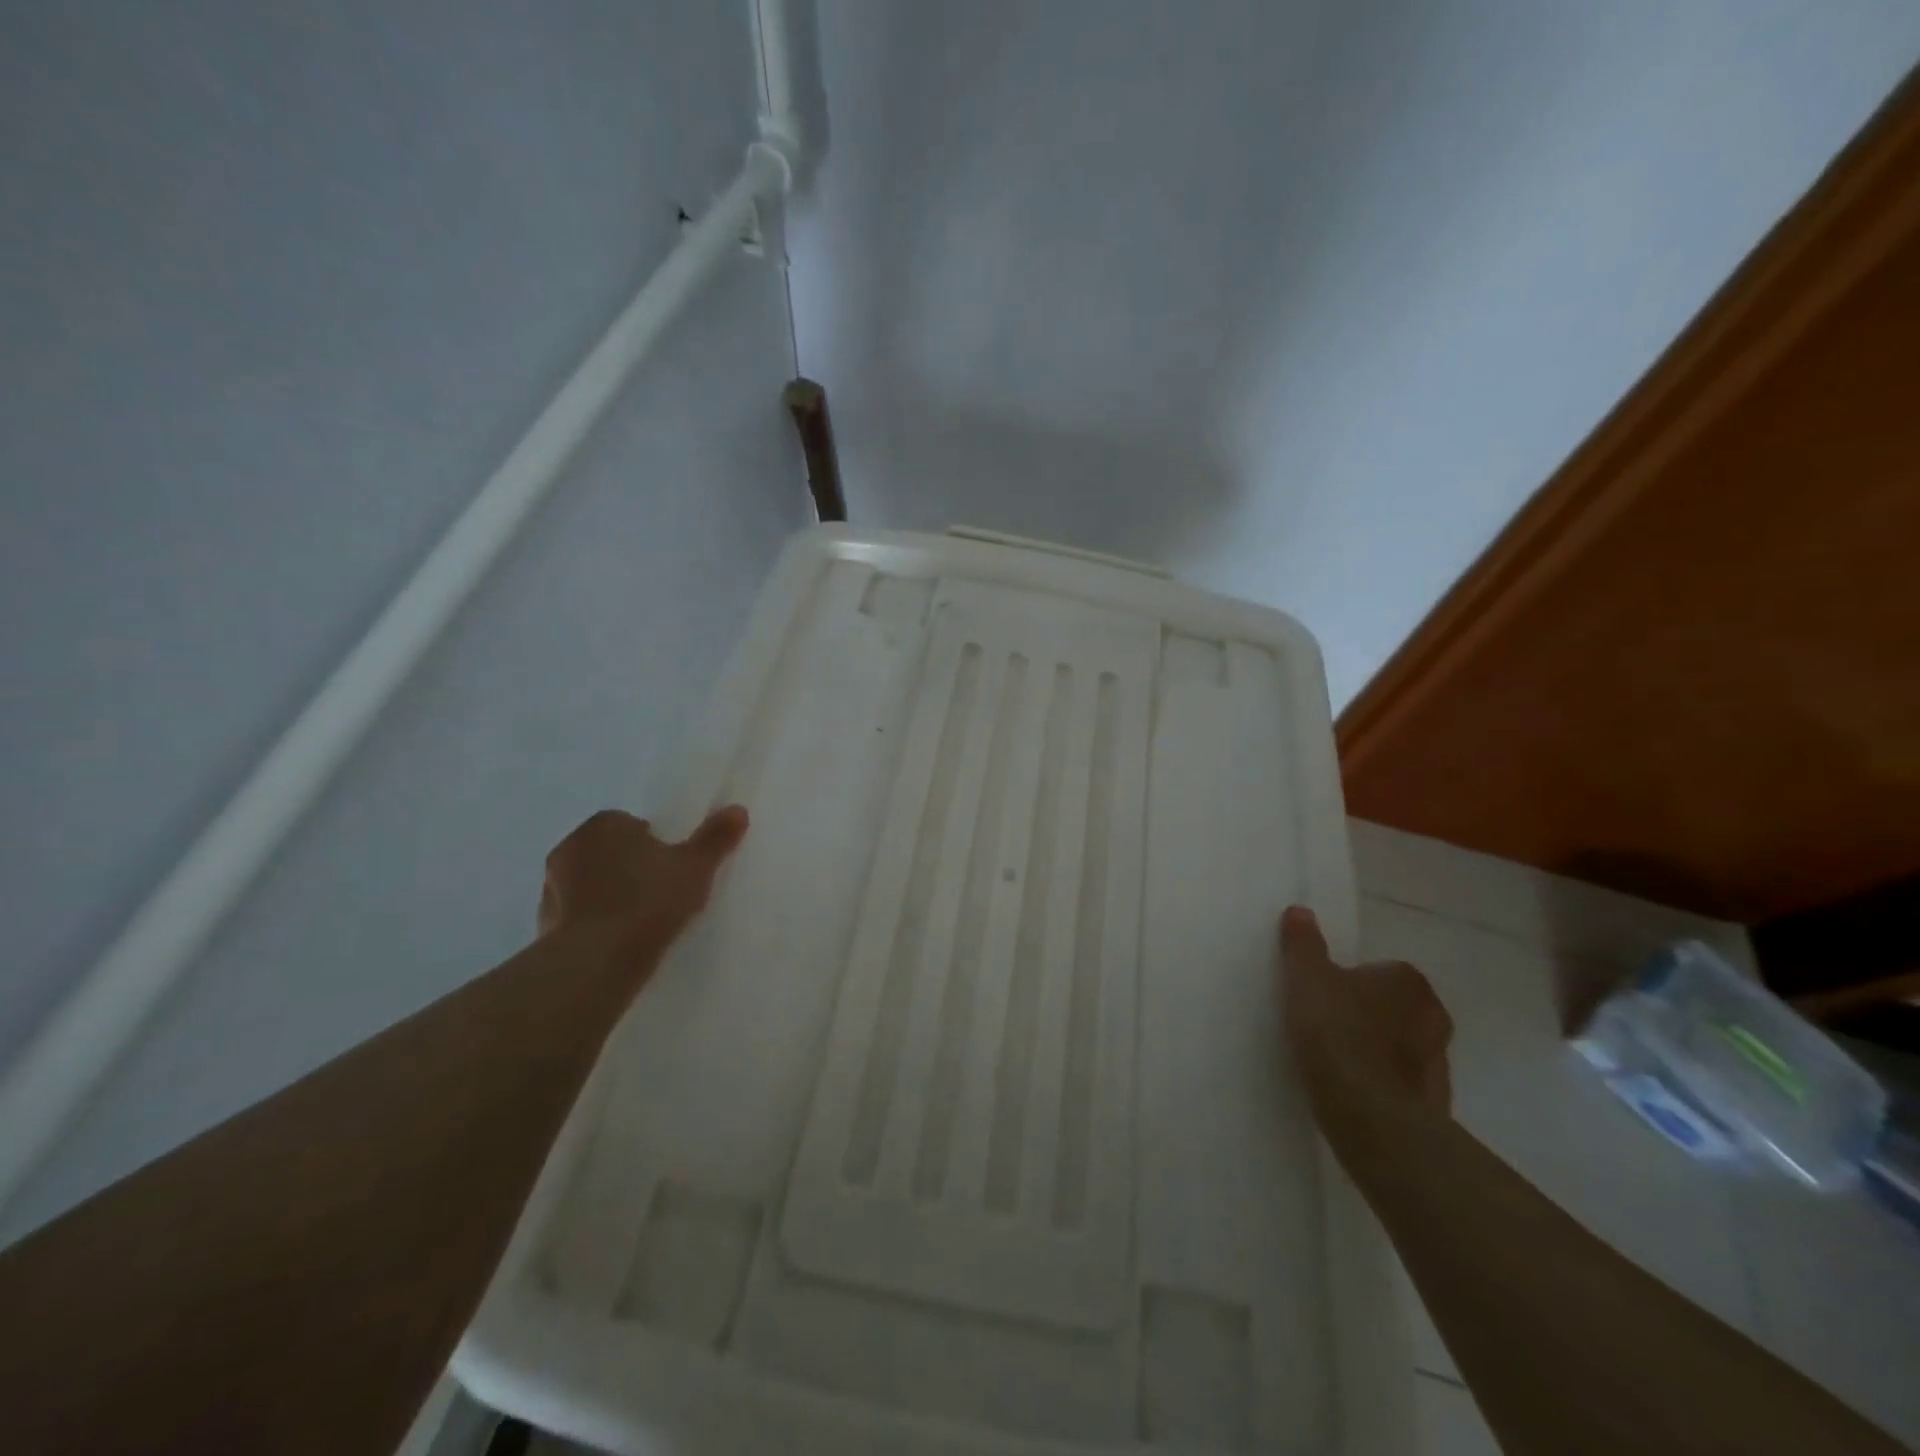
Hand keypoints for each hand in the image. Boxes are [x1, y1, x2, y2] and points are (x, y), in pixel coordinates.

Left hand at [538, 806, 749, 959]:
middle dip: (628, 866)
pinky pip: (576, 916)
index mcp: (604, 825)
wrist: (596, 960)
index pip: (632, 824)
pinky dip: (592, 924)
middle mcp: (571, 847)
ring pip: (589, 884)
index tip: (671, 867)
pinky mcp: (543, 924)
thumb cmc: (648, 901)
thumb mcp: (695, 867)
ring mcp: (551, 887)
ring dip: (607, 895)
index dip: (654, 844)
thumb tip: (738, 810)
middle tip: (659, 891)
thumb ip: (715, 838)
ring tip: (639, 921)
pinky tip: (616, 943)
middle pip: (608, 851)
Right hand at [1279, 905, 1452, 1123]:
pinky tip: (1354, 1090)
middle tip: (1330, 1025)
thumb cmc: (1335, 1030)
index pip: (1380, 971)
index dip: (1350, 982)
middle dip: (1370, 1014)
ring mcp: (1439, 1062)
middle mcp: (1434, 1015)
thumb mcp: (1305, 977)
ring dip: (1380, 1050)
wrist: (1367, 1111)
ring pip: (1403, 1046)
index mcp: (1408, 980)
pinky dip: (1384, 1082)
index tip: (1325, 997)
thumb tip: (1300, 911)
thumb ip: (1303, 943)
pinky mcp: (1434, 1102)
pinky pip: (1403, 1082)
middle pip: (1395, 1007)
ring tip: (1339, 1061)